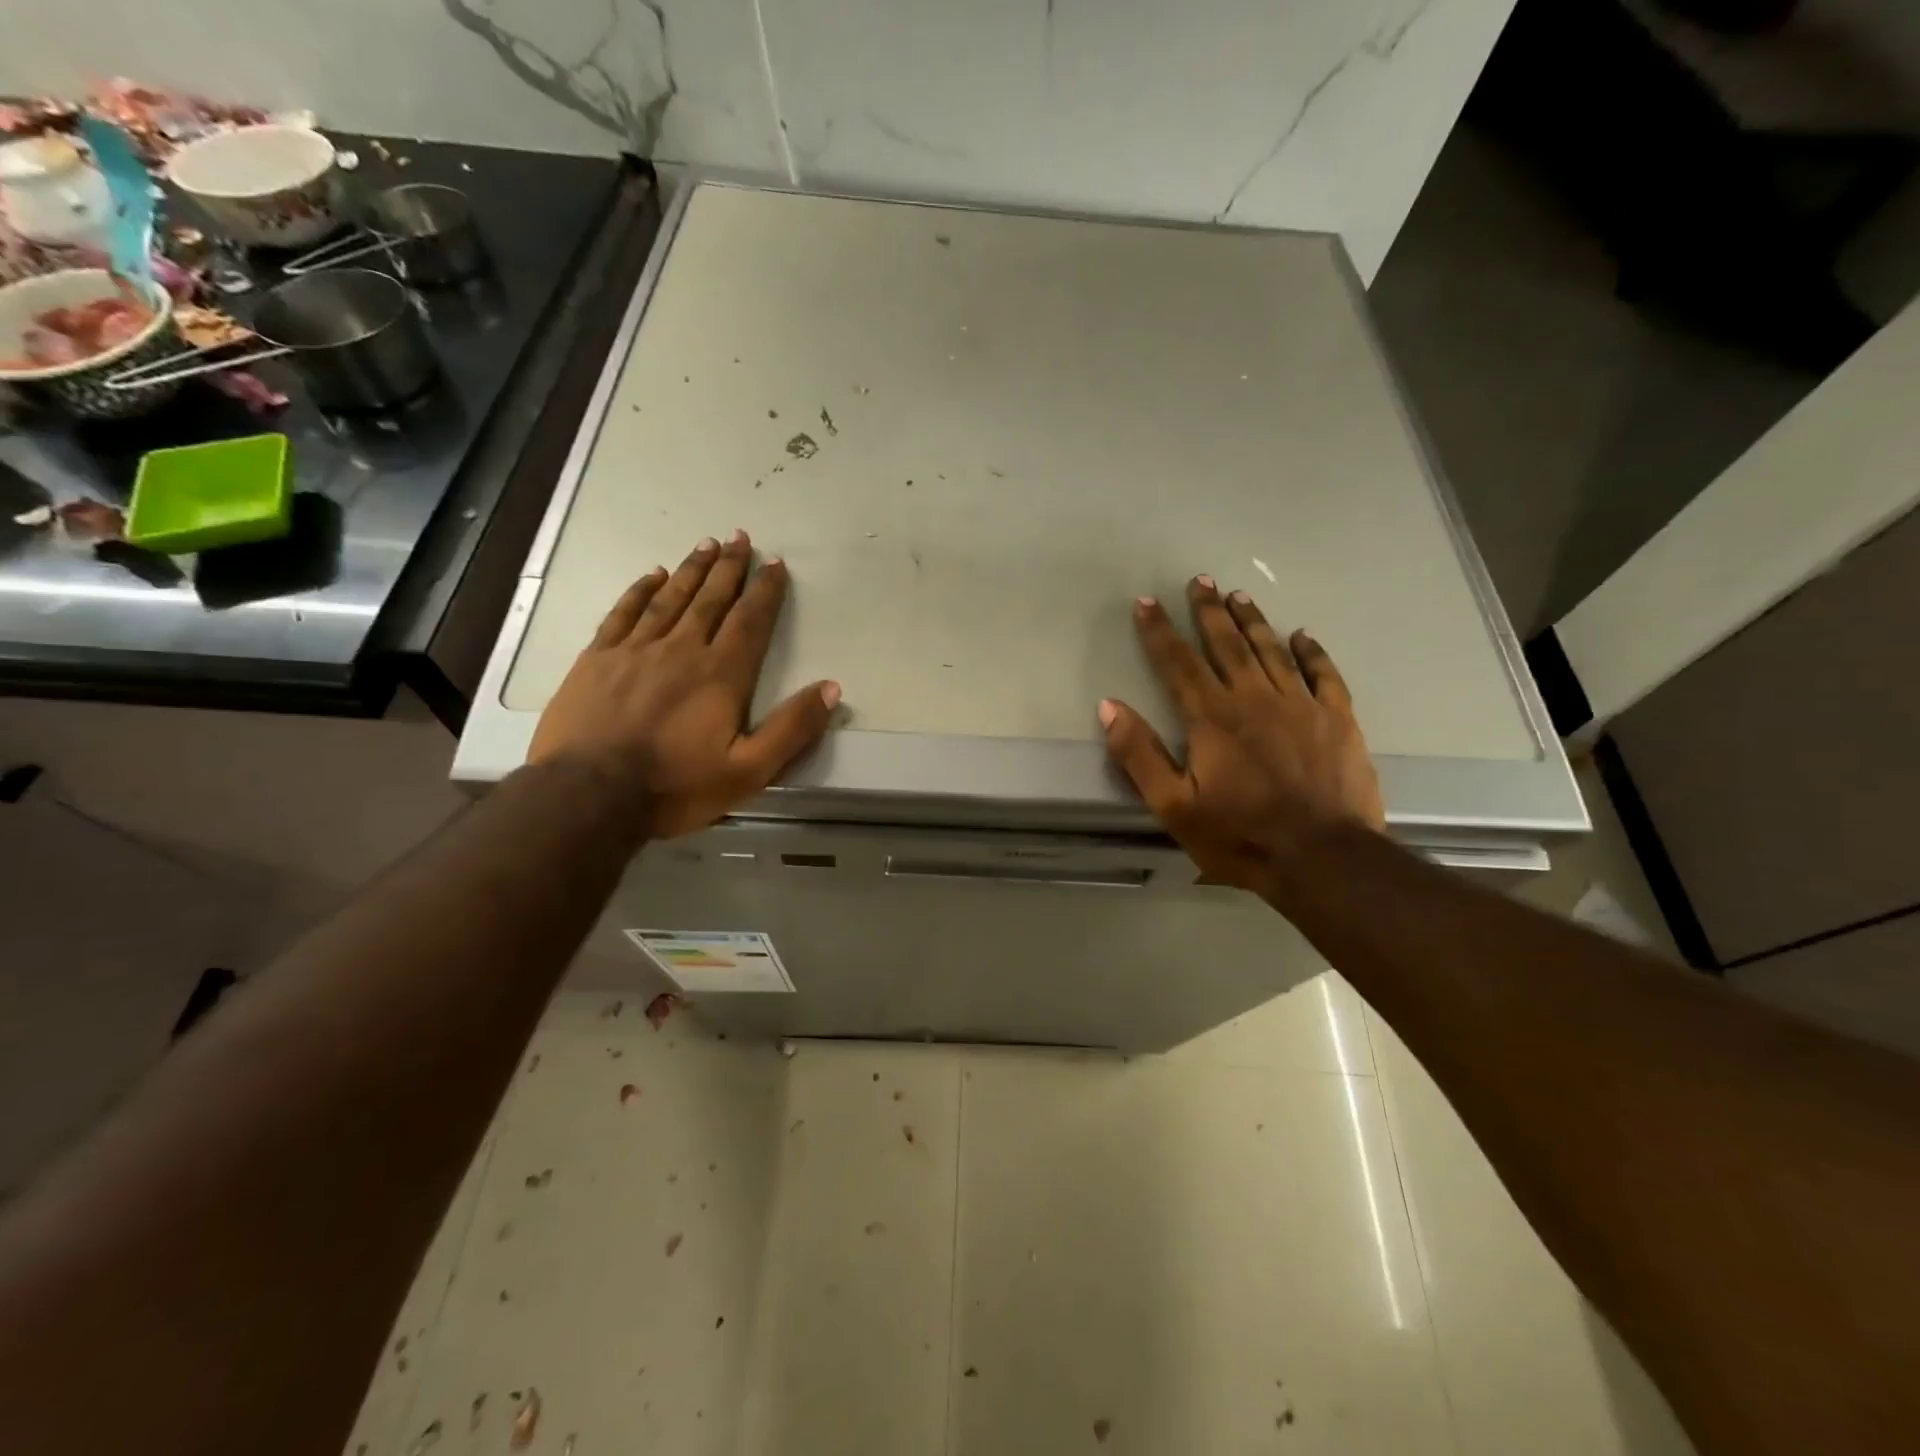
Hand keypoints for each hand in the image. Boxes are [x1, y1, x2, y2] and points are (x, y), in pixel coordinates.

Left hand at [529, 531, 839, 837]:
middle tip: (740, 538)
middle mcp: (681, 650)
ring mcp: (635, 650)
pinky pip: (624, 612)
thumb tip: (831, 688)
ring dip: (691, 570)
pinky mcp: (597, 659)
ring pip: (670, 598)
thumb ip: (792, 729)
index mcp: (721, 675)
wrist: (587, 796)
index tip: (775, 564)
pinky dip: (641, 590)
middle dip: (729, 568)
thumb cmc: (674, 786)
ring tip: (706, 545)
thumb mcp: (748, 771)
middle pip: (711, 599)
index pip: (750, 621)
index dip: (765, 591)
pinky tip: (652, 576)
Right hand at [1099, 575, 1384, 899]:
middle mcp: (1255, 698)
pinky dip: (1312, 652)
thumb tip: (1108, 706)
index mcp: (1212, 717)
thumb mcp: (1174, 805)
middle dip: (1208, 611)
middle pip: (1226, 645)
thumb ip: (1140, 754)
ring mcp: (1301, 705)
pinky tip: (1302, 636)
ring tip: (1237, 596)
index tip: (1146, 602)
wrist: (1322, 858)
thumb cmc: (1240, 835)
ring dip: (1252, 621)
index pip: (1177, 663)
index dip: (1158, 631)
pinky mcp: (1338, 720)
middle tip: (1200, 581)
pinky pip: (1324, 674)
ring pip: (1271, 650)